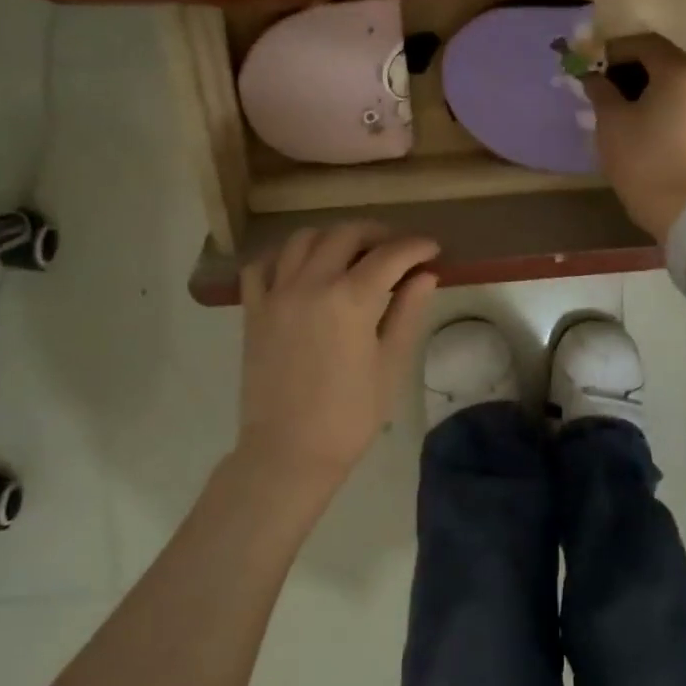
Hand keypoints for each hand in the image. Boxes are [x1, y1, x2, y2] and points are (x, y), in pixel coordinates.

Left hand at [234, 223, 439, 501]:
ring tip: (351, 252)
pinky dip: (284, 256)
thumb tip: (426, 276)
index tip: (432, 249)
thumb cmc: (350, 415)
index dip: (416, 247)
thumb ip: (407, 313)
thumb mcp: (390, 365)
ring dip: (332, 237)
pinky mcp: (253, 310)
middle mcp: (311, 284)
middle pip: (346, 234)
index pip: (390, 256)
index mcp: (351, 299)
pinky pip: (262, 266)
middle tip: (397, 248)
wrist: (289, 452)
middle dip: (377, 233)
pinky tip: (301, 267)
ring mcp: (276, 294)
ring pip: (303, 240)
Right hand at [584, 33, 685, 242]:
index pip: (643, 43)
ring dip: (647, 88)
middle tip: (602, 88)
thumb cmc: (644, 160)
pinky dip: (663, 105)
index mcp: (680, 70)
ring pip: (675, 84)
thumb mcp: (611, 122)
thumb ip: (600, 91)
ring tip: (620, 110)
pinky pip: (685, 104)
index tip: (590, 67)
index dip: (613, 51)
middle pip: (662, 61)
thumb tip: (593, 77)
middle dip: (630, 69)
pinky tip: (644, 125)